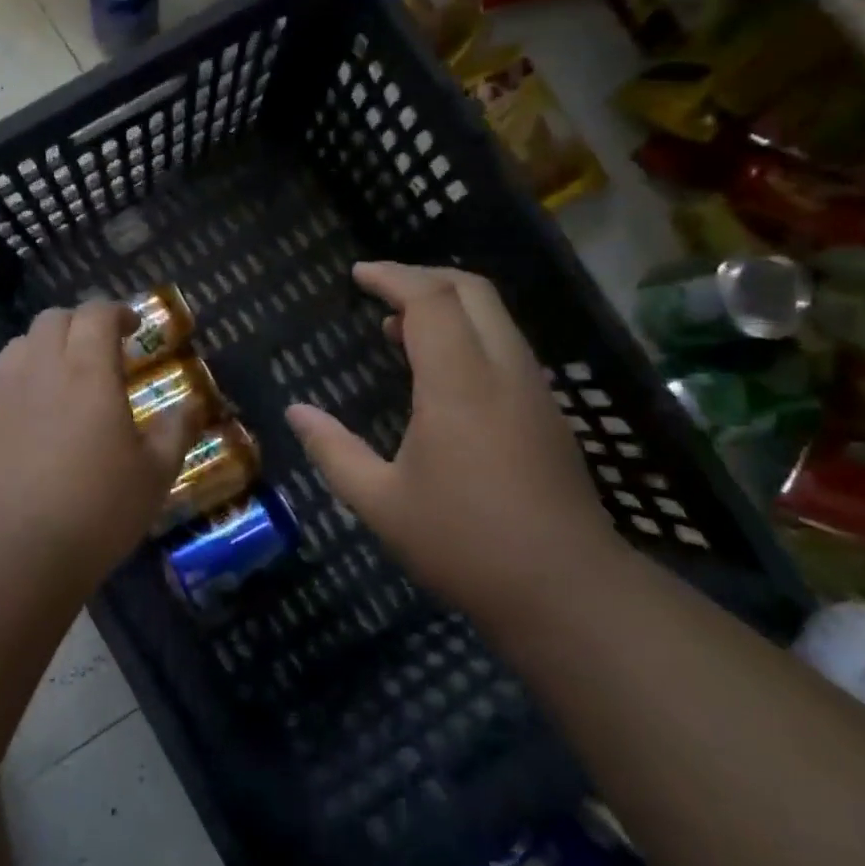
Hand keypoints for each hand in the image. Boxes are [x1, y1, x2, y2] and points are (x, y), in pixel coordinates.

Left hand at [0, 302, 195, 579]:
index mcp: (88, 372)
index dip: (116, 311)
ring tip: (64, 375)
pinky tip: (34, 413)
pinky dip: (22, 378)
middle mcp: (40, 369)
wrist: (12, 553)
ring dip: (46, 346)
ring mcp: (2, 394)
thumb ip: (176, 432)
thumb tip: (191, 406)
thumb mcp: (154, 475)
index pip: (96, 314)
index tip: (134, 327)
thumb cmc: (95, 510)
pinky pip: (0, 380)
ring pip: (20, 344)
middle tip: (102, 348)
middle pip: (53, 319)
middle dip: (81, 322)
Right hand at [285, 262, 617, 620]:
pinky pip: (505, 344)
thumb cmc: (465, 544)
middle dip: (422, 276)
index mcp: (459, 384)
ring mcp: (533, 389)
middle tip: (379, 288)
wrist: (568, 591)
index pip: (429, 300)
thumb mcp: (381, 503)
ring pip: (494, 315)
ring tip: (398, 327)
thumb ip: (333, 451)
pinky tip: (440, 369)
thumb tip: (296, 412)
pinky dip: (468, 331)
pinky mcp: (547, 411)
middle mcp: (503, 371)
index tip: (357, 274)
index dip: (391, 276)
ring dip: (447, 304)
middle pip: (471, 290)